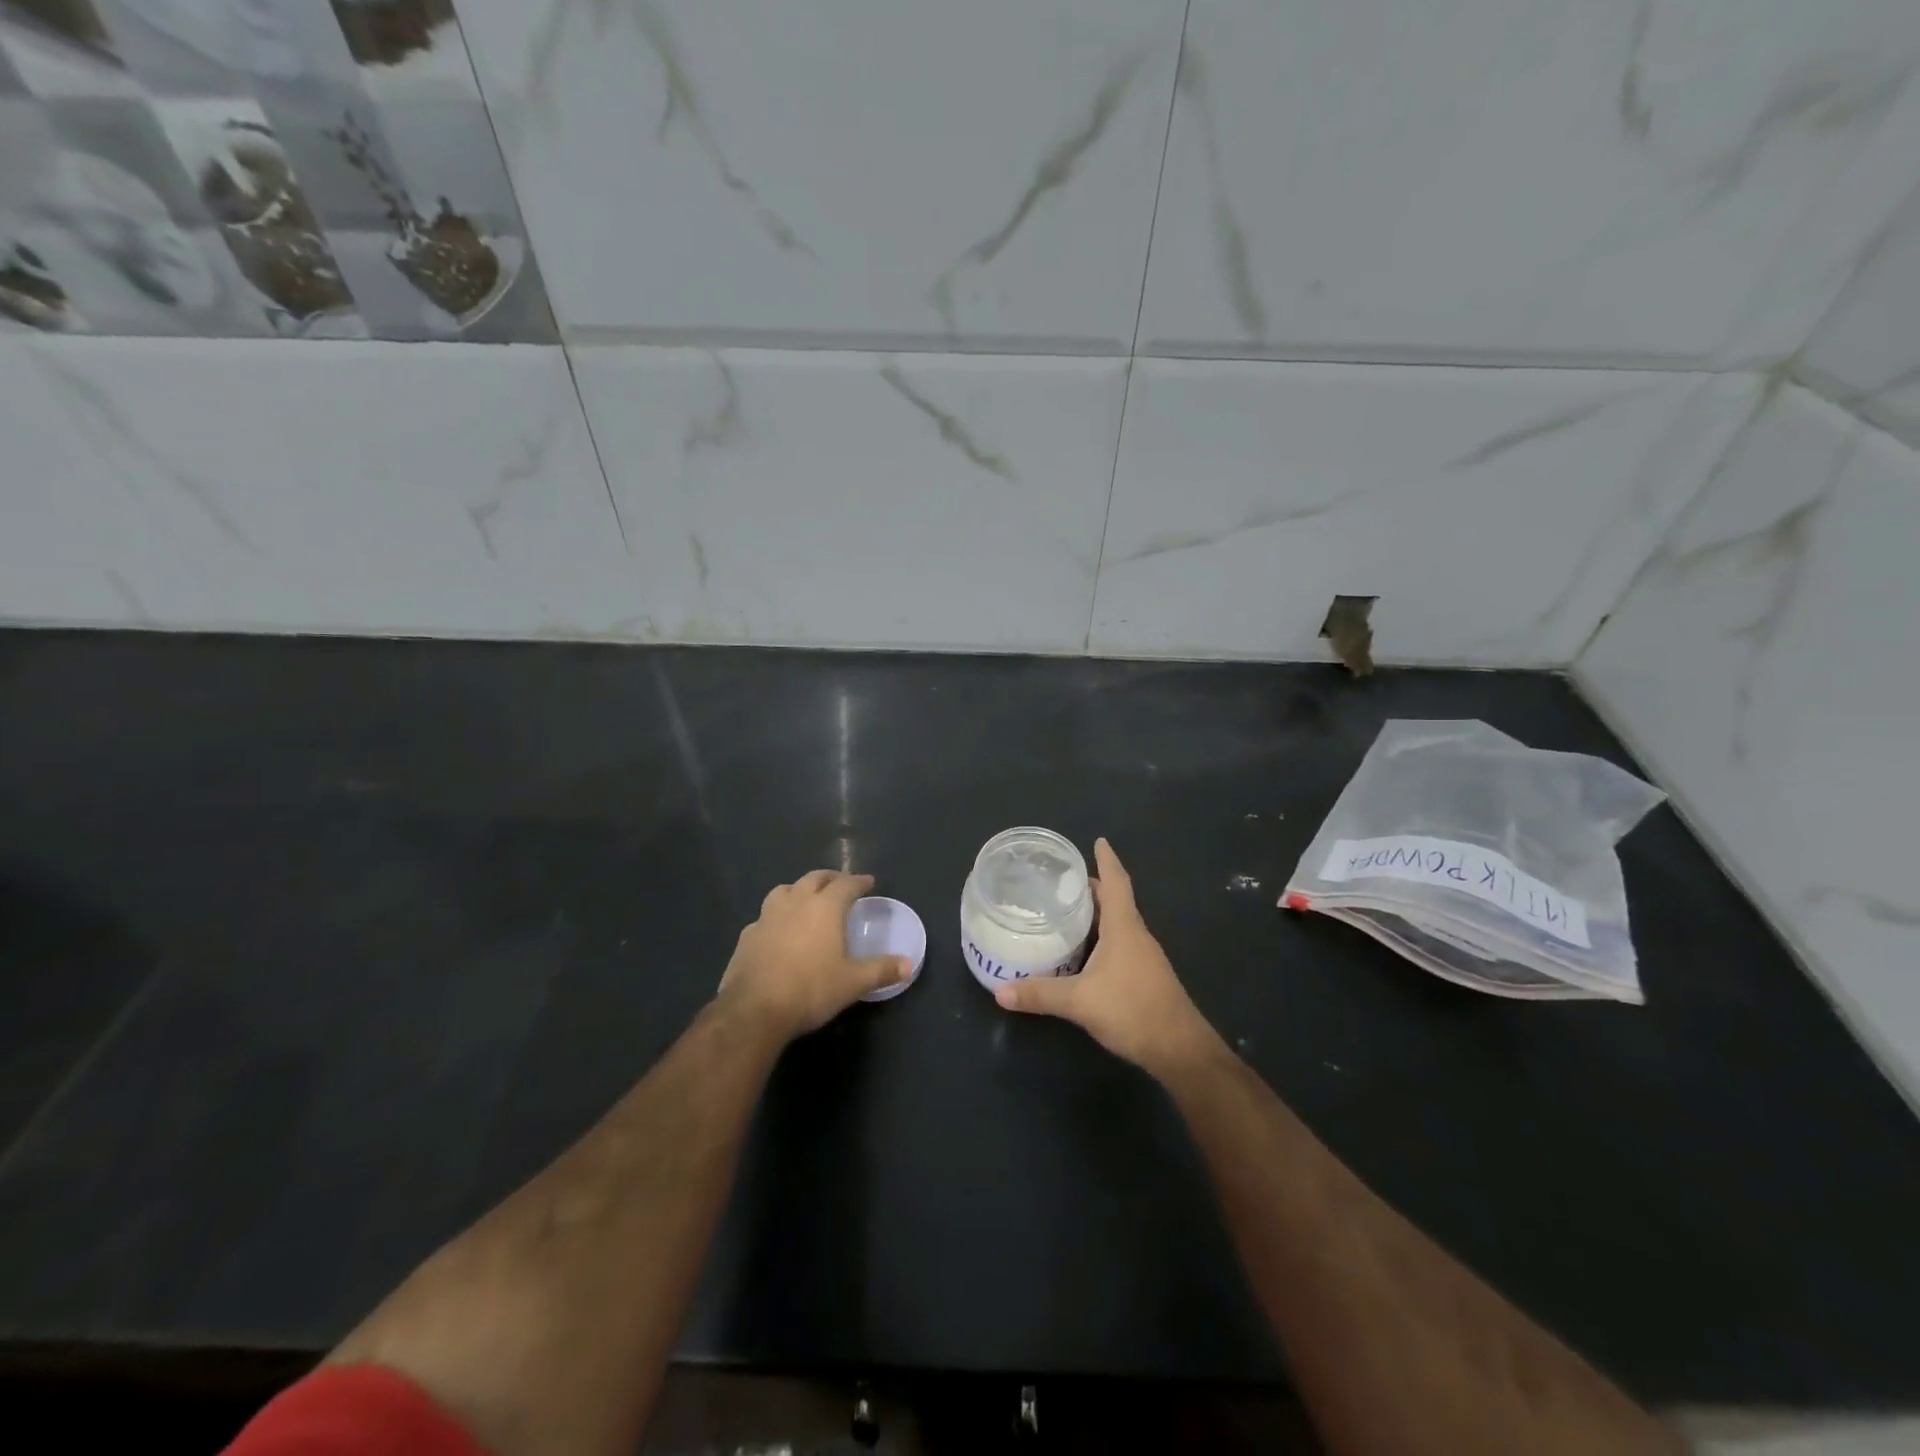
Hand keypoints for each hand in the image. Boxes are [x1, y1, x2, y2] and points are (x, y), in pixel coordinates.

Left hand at [718, 870, 909, 1041]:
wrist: (754, 1010)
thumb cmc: (811, 989)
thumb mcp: (853, 983)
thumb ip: (881, 970)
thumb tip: (909, 965)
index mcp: (825, 908)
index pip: (846, 884)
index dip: (859, 881)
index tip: (868, 881)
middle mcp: (796, 903)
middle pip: (814, 878)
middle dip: (830, 878)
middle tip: (840, 883)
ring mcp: (767, 917)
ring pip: (784, 890)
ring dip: (799, 890)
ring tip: (806, 899)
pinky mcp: (747, 936)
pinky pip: (765, 916)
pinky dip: (776, 916)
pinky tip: (778, 930)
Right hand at [996, 839, 1220, 1076]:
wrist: (1180, 1049)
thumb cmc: (1132, 1010)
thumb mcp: (1079, 1001)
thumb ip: (1040, 994)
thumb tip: (1000, 991)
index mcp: (1125, 928)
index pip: (1116, 882)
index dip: (1107, 860)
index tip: (1098, 841)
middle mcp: (1136, 936)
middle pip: (1116, 901)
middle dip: (1093, 888)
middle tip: (1063, 881)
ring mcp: (1144, 958)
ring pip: (1119, 924)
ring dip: (1098, 913)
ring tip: (1068, 911)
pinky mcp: (1144, 977)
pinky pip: (1121, 944)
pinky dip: (1102, 937)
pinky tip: (1085, 952)